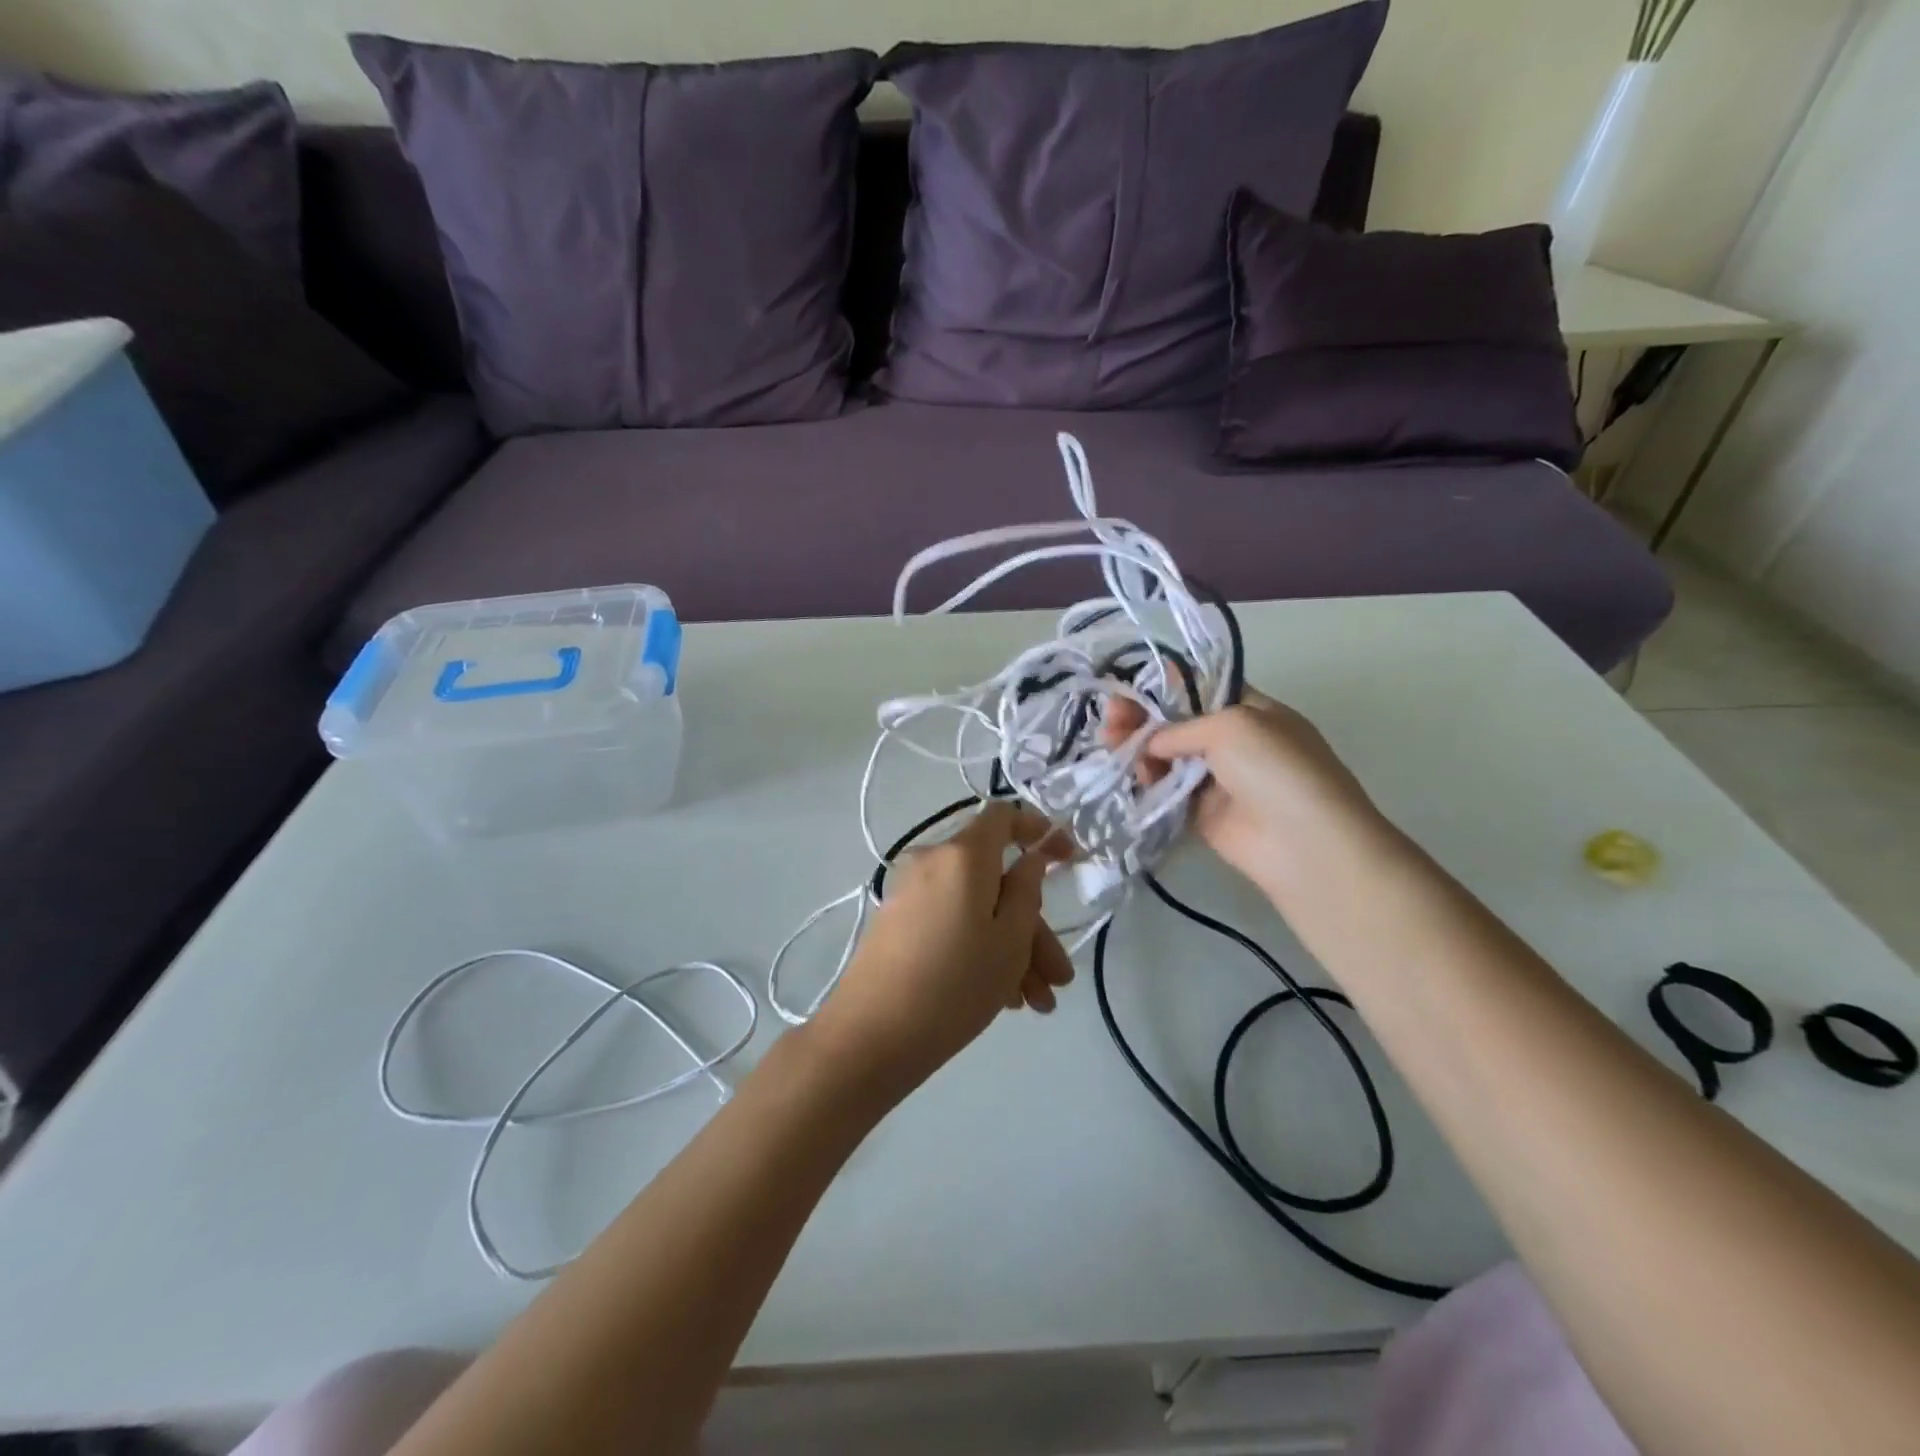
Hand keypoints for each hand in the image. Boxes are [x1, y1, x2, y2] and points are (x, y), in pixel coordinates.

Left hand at [809, 802, 1075, 1095]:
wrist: (870, 1035)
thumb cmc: (953, 984)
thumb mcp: (1009, 940)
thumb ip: (1027, 890)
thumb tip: (1029, 859)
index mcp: (962, 854)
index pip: (1003, 816)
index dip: (1039, 831)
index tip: (1068, 859)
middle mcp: (932, 862)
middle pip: (995, 878)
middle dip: (1033, 927)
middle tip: (1058, 978)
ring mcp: (911, 894)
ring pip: (976, 908)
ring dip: (1012, 949)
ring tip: (1037, 1004)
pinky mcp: (898, 924)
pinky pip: (952, 922)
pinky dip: (980, 949)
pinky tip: (1005, 999)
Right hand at [1108, 689, 1390, 903]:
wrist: (1304, 844)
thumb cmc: (1275, 768)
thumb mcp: (1231, 725)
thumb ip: (1181, 727)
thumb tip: (1150, 742)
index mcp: (1250, 711)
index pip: (1200, 691)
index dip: (1164, 688)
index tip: (1129, 689)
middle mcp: (1233, 742)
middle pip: (1177, 724)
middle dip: (1143, 718)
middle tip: (1110, 718)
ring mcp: (1218, 780)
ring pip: (1168, 758)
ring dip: (1139, 749)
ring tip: (1112, 745)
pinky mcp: (1202, 815)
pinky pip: (1167, 792)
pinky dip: (1147, 782)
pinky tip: (1129, 774)